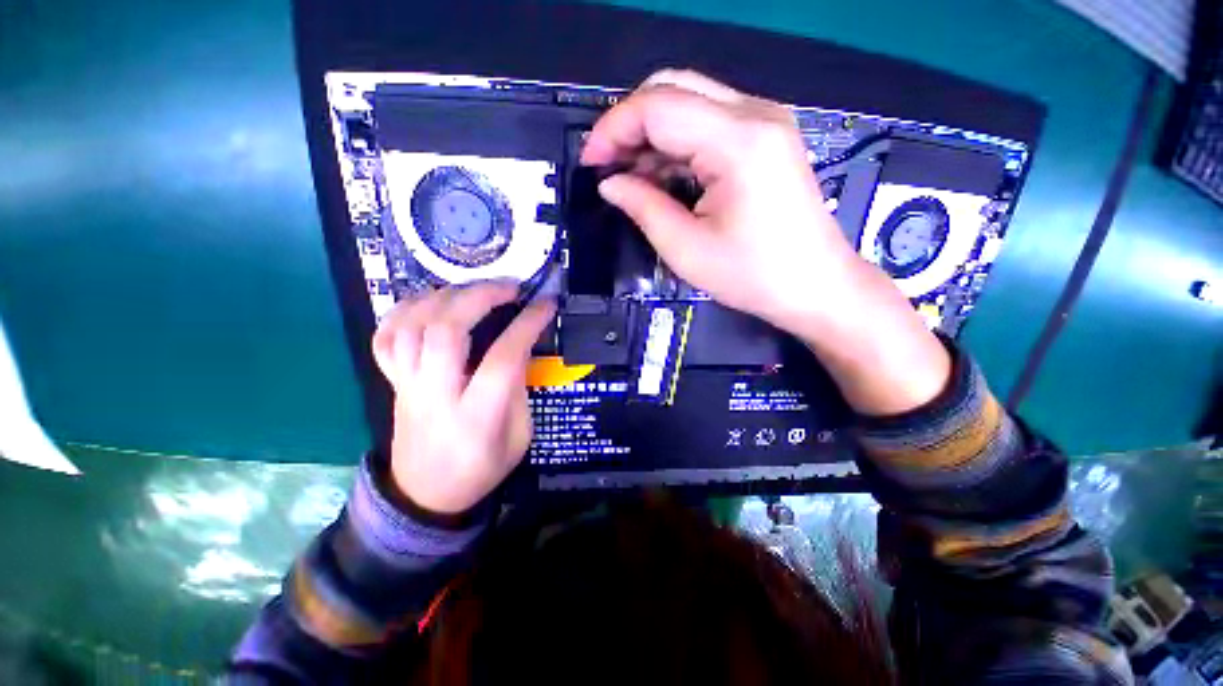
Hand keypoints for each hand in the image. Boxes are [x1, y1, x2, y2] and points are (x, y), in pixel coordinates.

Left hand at [371, 284, 554, 514]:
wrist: (425, 495)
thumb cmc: (481, 468)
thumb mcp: (519, 436)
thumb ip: (519, 390)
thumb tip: (518, 346)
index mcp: (477, 415)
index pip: (503, 357)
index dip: (526, 324)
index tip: (545, 304)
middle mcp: (436, 394)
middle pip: (446, 331)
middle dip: (479, 297)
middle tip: (508, 287)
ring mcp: (407, 385)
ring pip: (411, 326)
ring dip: (444, 296)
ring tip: (473, 289)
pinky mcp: (392, 382)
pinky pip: (385, 336)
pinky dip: (405, 310)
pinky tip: (430, 302)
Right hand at [580, 69, 865, 332]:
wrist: (815, 285)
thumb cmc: (752, 276)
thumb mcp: (686, 249)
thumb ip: (643, 207)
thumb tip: (609, 183)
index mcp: (737, 142)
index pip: (658, 107)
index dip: (613, 129)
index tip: (590, 163)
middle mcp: (755, 114)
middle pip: (673, 88)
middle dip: (629, 123)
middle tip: (607, 164)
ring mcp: (765, 121)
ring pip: (690, 100)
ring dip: (651, 133)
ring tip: (630, 174)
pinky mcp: (766, 137)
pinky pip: (708, 121)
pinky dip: (676, 141)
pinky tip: (662, 173)